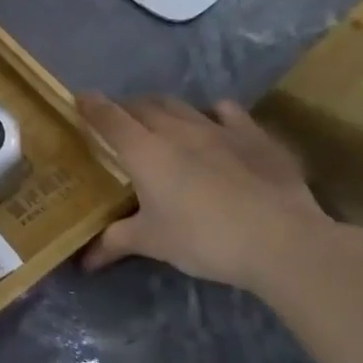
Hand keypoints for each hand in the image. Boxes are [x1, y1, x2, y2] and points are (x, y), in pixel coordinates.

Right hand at [76, 93, 334, 290]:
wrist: (282, 242)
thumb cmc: (203, 239)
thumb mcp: (151, 242)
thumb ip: (114, 242)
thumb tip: (84, 262)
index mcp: (143, 150)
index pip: (108, 117)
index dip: (90, 105)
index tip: (79, 99)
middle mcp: (176, 130)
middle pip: (142, 105)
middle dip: (125, 108)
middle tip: (117, 123)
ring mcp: (218, 129)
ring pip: (180, 105)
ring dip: (162, 108)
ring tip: (157, 120)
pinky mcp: (255, 137)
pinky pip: (228, 111)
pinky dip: (214, 113)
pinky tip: (214, 122)